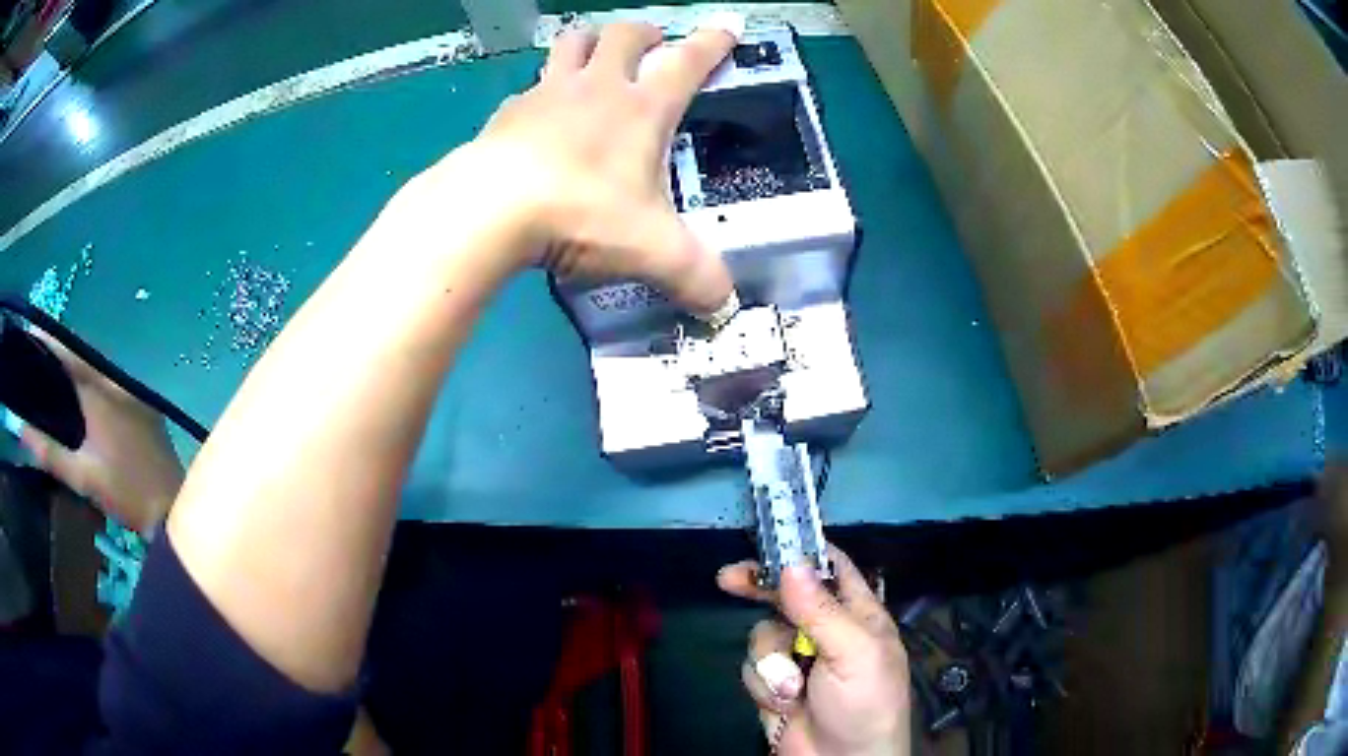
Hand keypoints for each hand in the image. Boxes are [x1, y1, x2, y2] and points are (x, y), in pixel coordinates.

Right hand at [20, 330, 184, 534]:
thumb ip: (50, 454)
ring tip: (50, 377)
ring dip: (74, 370)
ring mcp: (132, 390)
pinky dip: (90, 383)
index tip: (30, 335)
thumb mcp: (83, 477)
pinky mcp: (141, 403)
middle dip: (58, 357)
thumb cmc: (126, 493)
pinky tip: (77, 398)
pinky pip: (109, 383)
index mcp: (100, 390)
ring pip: (95, 369)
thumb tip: (22, 432)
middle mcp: (117, 380)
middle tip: (36, 361)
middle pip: (81, 358)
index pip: (68, 354)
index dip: (48, 342)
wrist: (173, 508)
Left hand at [415, 17, 740, 313]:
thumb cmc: (581, 213)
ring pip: (570, 43)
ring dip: (588, 42)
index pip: (689, 62)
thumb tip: (725, 305)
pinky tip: (538, 116)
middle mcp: (596, 88)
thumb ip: (695, 276)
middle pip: (623, 35)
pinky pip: (528, 89)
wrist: (491, 209)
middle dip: (643, 33)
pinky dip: (539, 92)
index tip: (727, 27)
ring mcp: (546, 95)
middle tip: (652, 43)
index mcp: (642, 108)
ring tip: (593, 54)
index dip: (713, 43)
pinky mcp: (506, 114)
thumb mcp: (652, 251)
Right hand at [718, 548, 910, 755]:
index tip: (769, 538)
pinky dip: (764, 685)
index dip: (803, 551)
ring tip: (793, 689)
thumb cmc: (864, 703)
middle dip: (759, 589)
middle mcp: (826, 630)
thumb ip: (821, 611)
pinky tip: (784, 703)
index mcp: (858, 615)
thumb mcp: (853, 654)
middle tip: (728, 579)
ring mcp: (798, 657)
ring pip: (763, 634)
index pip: (832, 568)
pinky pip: (753, 666)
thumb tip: (793, 564)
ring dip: (773, 662)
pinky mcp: (774, 683)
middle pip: (785, 594)